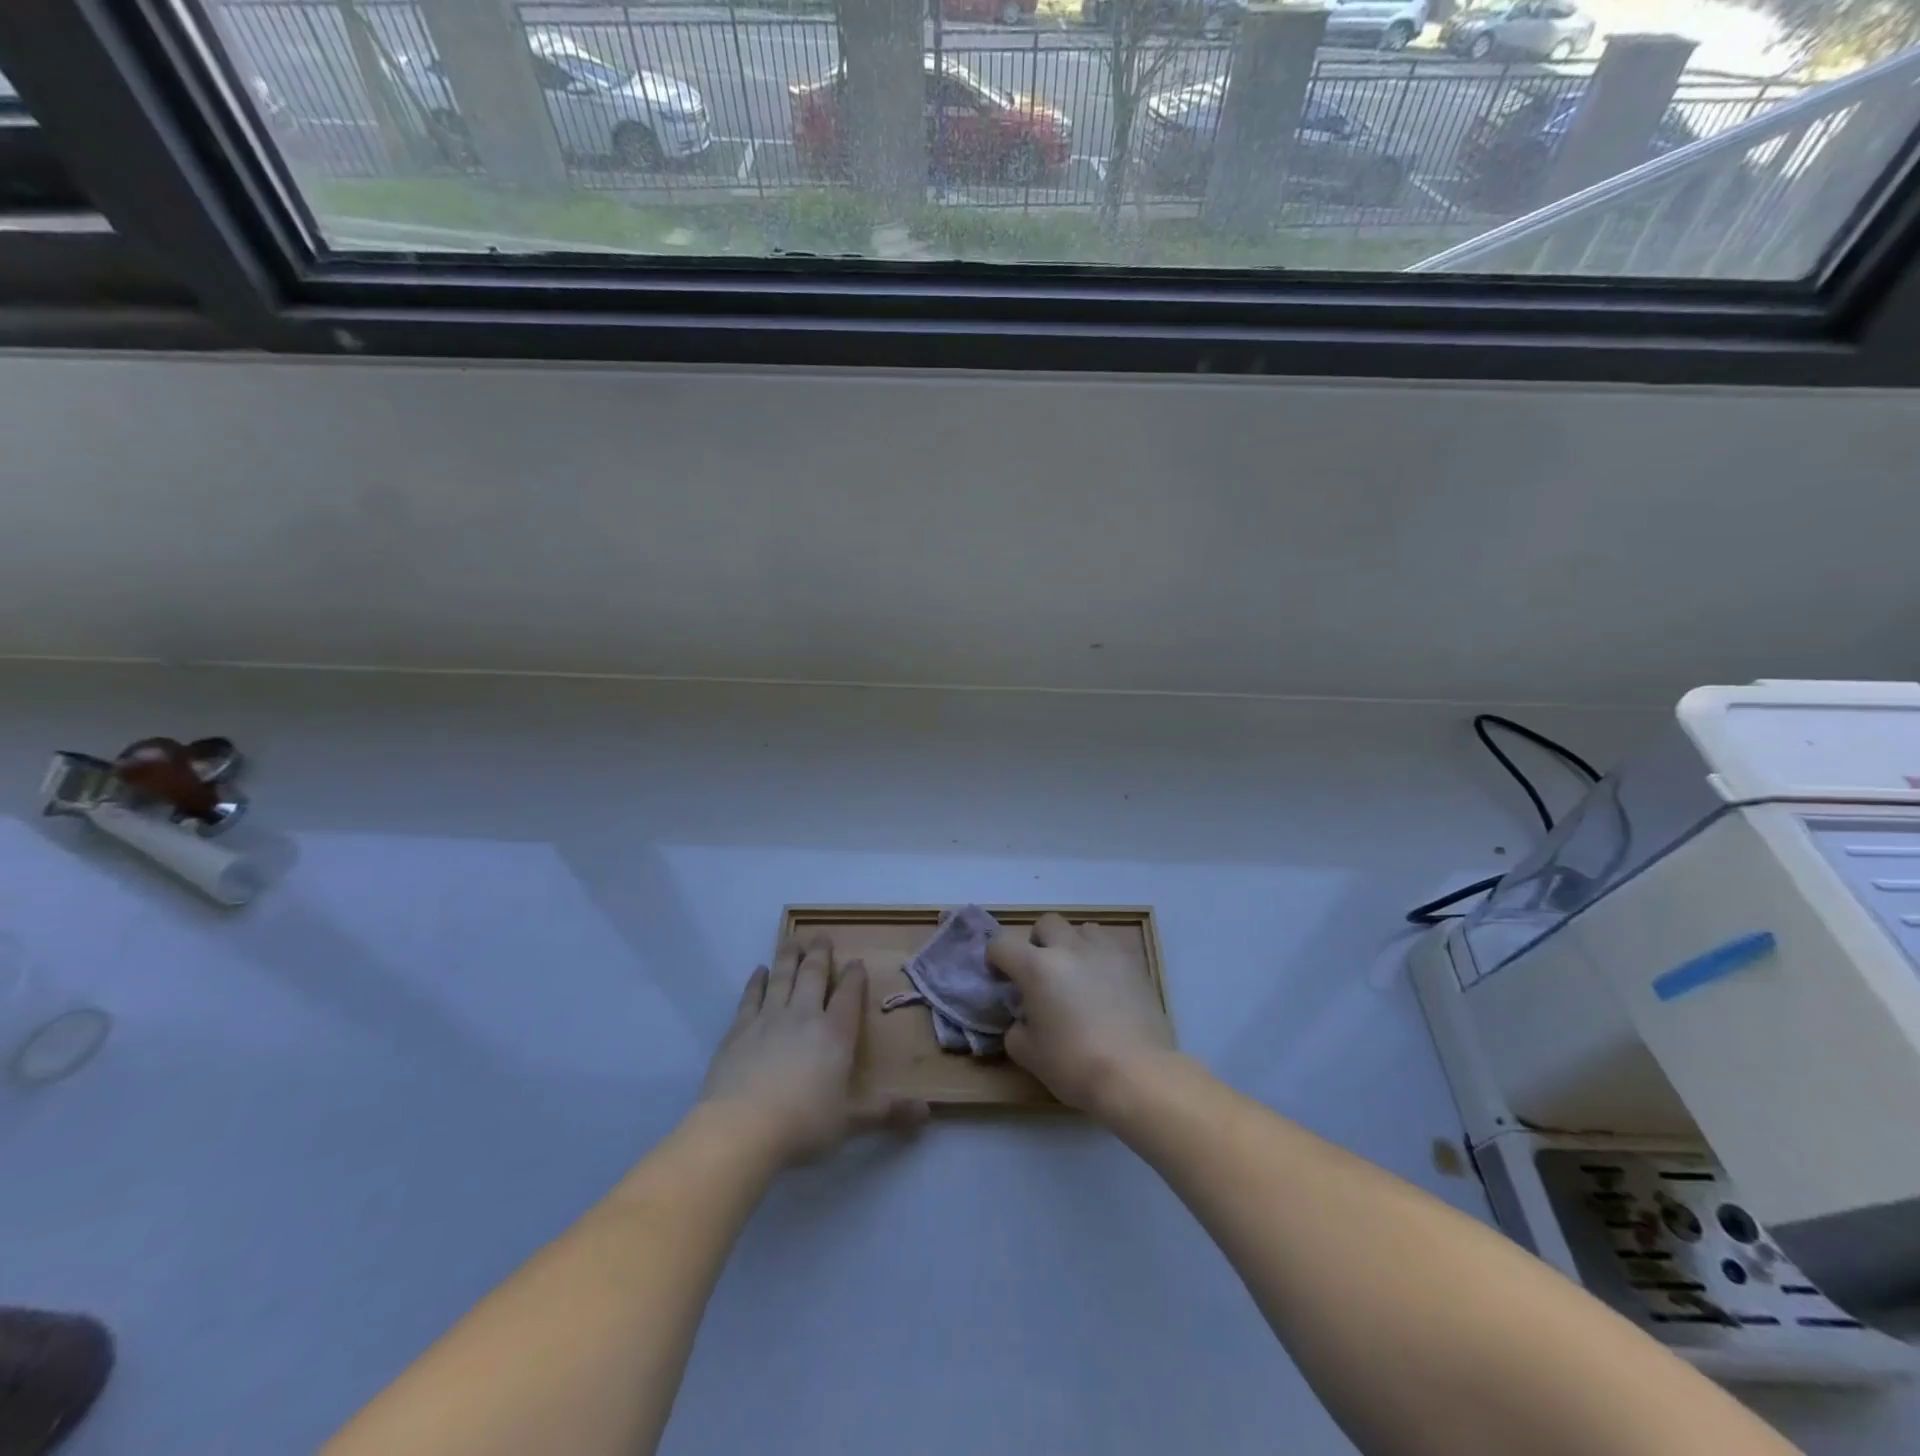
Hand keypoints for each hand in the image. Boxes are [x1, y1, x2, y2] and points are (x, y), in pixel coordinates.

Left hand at [700, 934, 926, 1165]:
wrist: (741, 1127)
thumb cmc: (802, 1124)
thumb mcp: (850, 1122)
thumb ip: (886, 1113)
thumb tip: (927, 1112)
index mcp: (835, 1034)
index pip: (849, 996)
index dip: (854, 977)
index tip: (856, 961)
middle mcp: (804, 1016)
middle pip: (814, 975)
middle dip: (820, 954)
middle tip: (821, 935)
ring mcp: (769, 1018)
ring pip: (783, 977)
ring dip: (790, 956)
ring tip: (793, 939)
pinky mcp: (739, 1029)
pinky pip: (751, 996)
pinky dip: (757, 980)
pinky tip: (759, 970)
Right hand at [987, 914, 1175, 1113]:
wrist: (1137, 1074)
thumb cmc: (1075, 1065)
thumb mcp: (1028, 1054)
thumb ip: (1016, 1028)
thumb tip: (1024, 1018)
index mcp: (1037, 967)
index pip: (1002, 943)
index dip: (995, 958)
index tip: (1001, 978)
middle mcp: (1069, 948)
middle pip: (1046, 923)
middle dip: (1038, 942)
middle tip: (1041, 972)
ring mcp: (1105, 951)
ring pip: (1082, 929)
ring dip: (1073, 945)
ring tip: (1077, 974)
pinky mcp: (1133, 963)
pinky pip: (1111, 945)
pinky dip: (1102, 957)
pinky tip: (1106, 983)